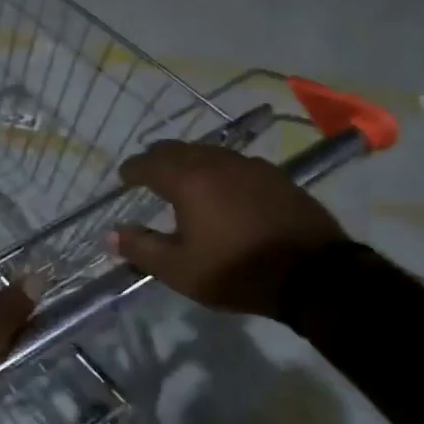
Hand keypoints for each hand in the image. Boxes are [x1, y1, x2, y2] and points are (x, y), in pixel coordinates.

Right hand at [112, 141, 346, 317]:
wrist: (313, 274)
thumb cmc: (237, 271)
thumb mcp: (180, 270)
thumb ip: (141, 249)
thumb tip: (110, 234)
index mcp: (188, 180)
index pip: (149, 164)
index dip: (132, 169)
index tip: (123, 177)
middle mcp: (216, 162)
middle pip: (178, 149)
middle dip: (157, 158)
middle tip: (147, 171)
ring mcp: (249, 165)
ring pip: (208, 152)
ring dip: (189, 160)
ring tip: (182, 177)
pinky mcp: (274, 175)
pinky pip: (235, 162)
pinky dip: (217, 168)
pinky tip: (223, 186)